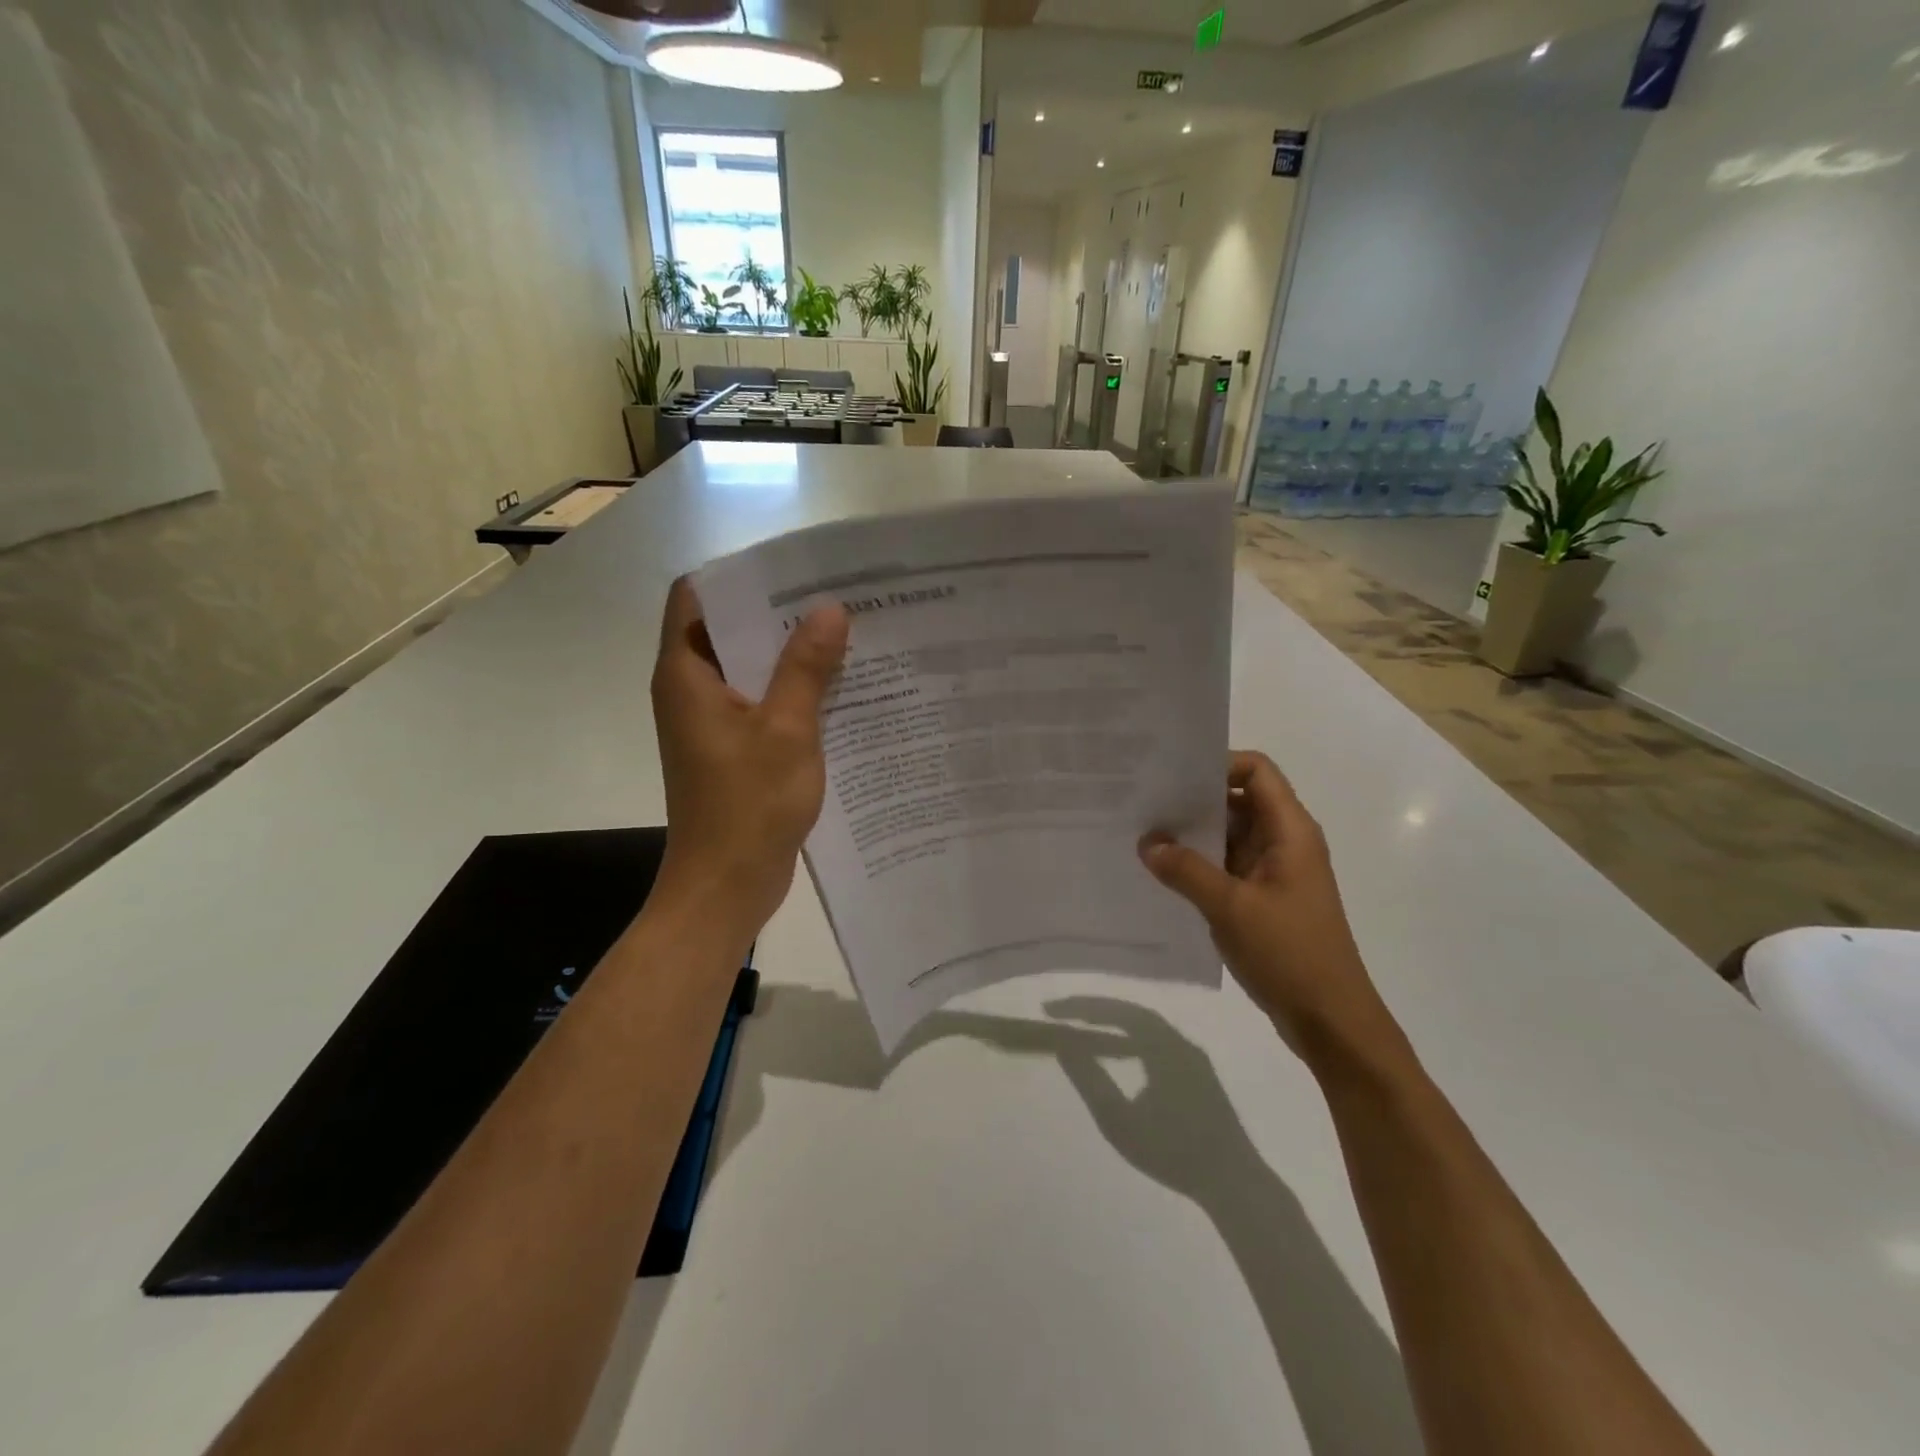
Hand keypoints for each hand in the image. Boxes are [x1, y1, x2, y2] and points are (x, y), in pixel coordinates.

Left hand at [651, 578, 848, 931]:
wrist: (726, 886)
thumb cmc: (747, 806)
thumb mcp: (786, 730)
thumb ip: (805, 667)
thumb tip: (829, 608)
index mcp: (686, 674)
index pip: (696, 597)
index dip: (740, 575)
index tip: (793, 567)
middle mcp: (691, 690)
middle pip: (727, 629)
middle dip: (778, 611)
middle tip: (836, 596)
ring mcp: (711, 721)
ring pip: (749, 667)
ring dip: (790, 653)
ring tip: (846, 632)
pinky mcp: (732, 747)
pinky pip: (761, 701)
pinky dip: (792, 690)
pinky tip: (840, 687)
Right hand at [1140, 752, 1399, 1066]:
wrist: (1331, 1020)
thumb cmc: (1289, 953)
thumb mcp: (1230, 907)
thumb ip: (1185, 870)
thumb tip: (1147, 842)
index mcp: (1290, 831)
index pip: (1257, 771)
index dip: (1218, 764)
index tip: (1173, 776)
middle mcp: (1285, 842)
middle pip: (1239, 800)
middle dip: (1195, 799)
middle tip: (1145, 801)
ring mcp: (1274, 872)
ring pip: (1230, 835)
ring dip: (1194, 835)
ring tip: (1145, 834)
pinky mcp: (1264, 899)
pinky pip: (1227, 866)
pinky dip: (1199, 864)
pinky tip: (1164, 873)